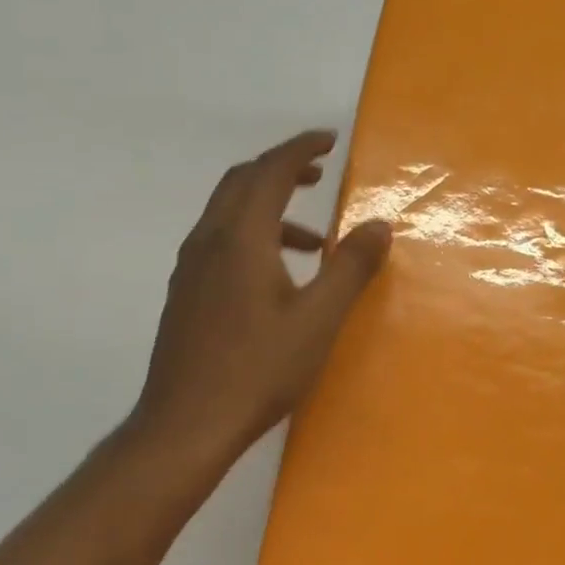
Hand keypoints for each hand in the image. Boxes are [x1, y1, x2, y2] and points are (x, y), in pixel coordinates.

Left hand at [122, 130, 390, 479]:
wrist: (186, 425)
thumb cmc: (258, 368)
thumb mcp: (319, 318)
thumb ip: (350, 267)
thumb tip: (379, 224)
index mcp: (240, 238)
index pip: (270, 172)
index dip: (301, 149)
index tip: (331, 140)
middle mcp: (209, 242)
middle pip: (241, 183)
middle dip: (281, 169)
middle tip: (319, 173)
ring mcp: (192, 269)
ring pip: (229, 214)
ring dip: (270, 208)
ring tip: (313, 240)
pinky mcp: (187, 294)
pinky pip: (221, 242)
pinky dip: (254, 236)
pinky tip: (278, 277)